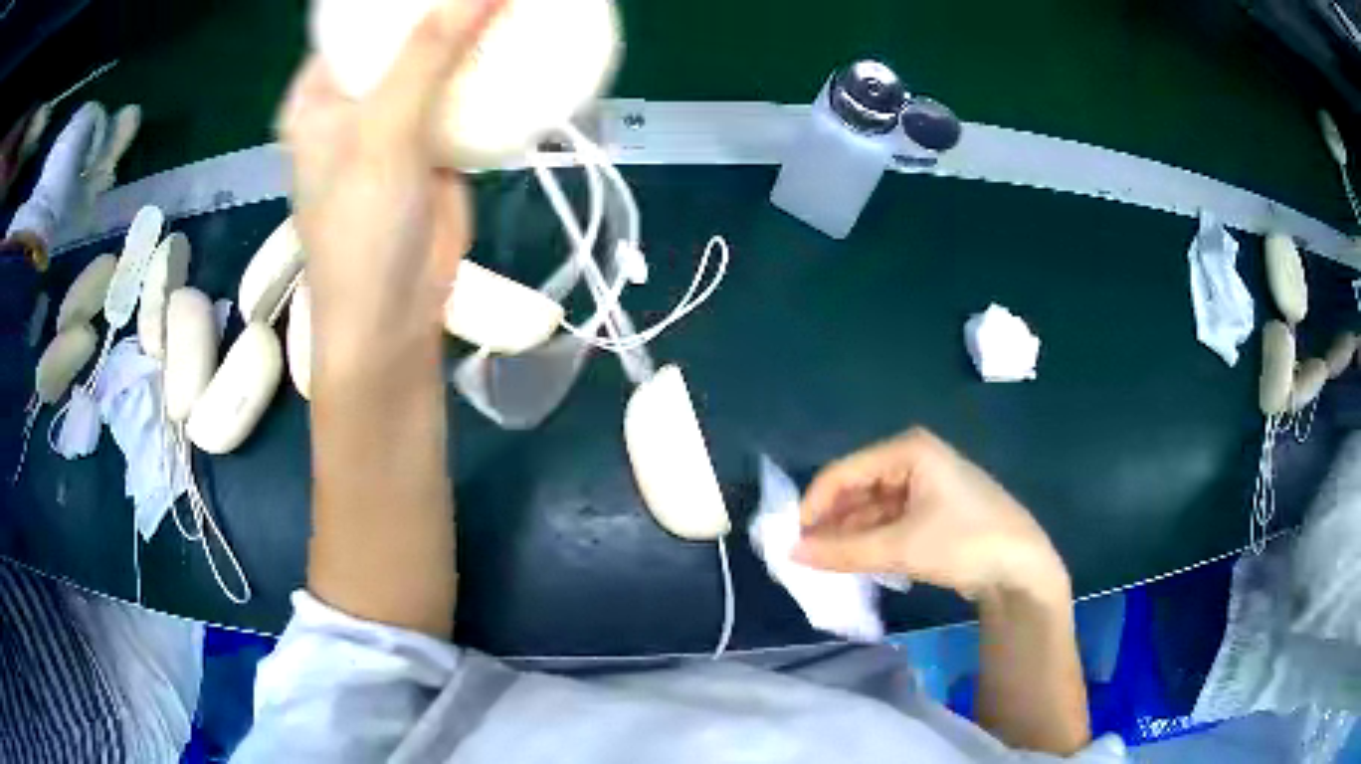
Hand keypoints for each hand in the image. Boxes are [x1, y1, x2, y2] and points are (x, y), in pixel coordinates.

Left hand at [276, 0, 503, 374]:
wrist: (395, 319)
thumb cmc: (361, 230)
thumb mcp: (383, 132)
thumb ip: (428, 53)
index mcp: (319, 93)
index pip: (355, 21)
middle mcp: (355, 99)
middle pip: (402, 34)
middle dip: (447, 8)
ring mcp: (397, 120)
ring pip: (439, 60)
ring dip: (474, 34)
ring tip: (515, 4)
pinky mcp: (437, 143)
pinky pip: (465, 93)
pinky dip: (491, 73)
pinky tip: (522, 45)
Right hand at [793, 428, 1069, 602]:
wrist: (1022, 567)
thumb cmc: (965, 542)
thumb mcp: (901, 547)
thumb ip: (843, 551)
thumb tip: (792, 554)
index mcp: (908, 451)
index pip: (843, 472)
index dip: (813, 506)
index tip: (790, 540)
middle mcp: (914, 460)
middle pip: (857, 489)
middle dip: (831, 523)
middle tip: (803, 556)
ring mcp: (926, 487)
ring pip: (872, 509)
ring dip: (849, 535)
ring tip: (824, 564)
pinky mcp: (933, 512)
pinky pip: (889, 522)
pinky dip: (871, 541)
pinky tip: (854, 563)